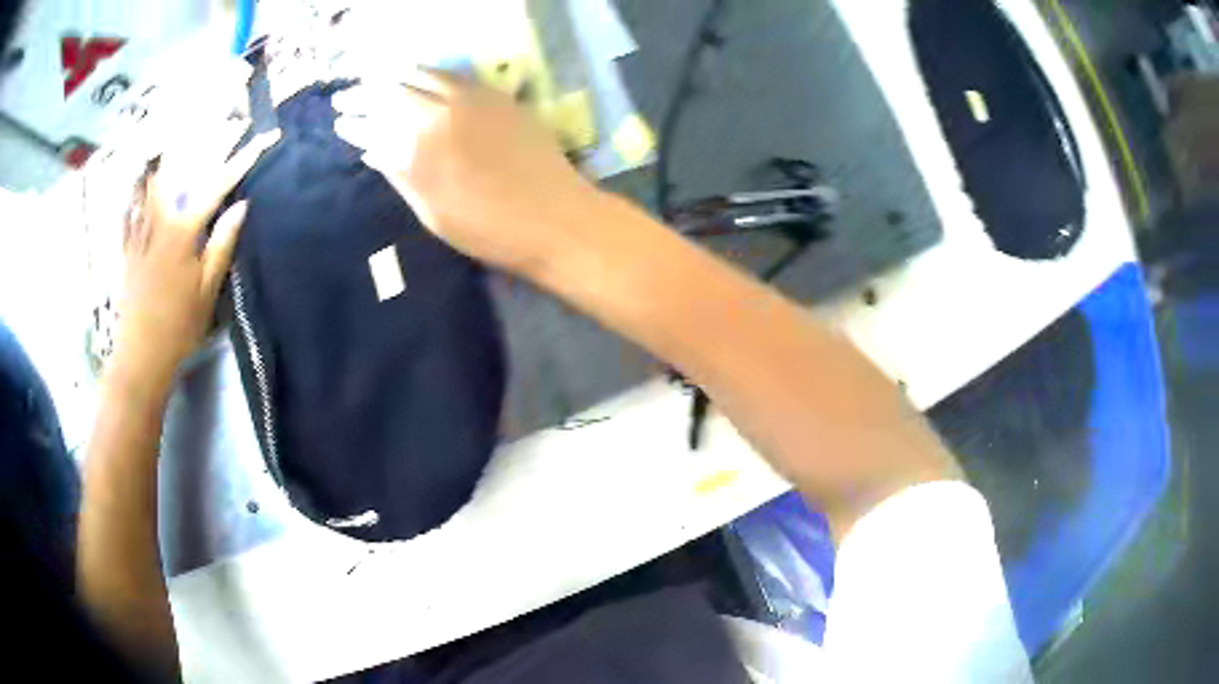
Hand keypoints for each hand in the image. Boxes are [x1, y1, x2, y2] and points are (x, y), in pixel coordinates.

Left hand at [115, 127, 278, 385]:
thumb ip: (222, 244)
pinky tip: (138, 186)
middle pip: (180, 173)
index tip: (262, 140)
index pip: (216, 187)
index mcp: (182, 232)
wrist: (139, 358)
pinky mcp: (127, 251)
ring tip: (176, 139)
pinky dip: (136, 194)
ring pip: (150, 185)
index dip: (241, 161)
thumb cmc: (178, 328)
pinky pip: (130, 212)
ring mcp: (139, 235)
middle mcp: (158, 223)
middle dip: (203, 145)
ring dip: (166, 159)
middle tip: (222, 125)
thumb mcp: (207, 291)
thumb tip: (241, 206)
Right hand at [333, 69, 600, 276]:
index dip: (354, 125)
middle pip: (392, 95)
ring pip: (422, 77)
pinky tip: (419, 75)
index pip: (374, 128)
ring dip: (393, 76)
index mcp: (418, 151)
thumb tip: (374, 151)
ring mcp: (471, 100)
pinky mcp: (496, 96)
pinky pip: (453, 76)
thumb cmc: (489, 231)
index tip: (340, 123)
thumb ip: (401, 176)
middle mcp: (440, 116)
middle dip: (363, 95)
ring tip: (375, 78)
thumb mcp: (433, 214)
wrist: (555, 218)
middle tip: (346, 97)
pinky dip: (429, 73)